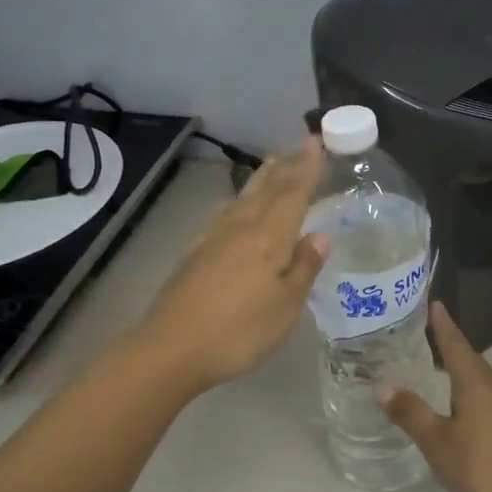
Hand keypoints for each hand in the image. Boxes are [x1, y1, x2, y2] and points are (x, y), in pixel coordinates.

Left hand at [137, 139, 327, 393]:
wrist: (172, 349)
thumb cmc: (240, 331)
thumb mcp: (286, 306)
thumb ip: (303, 268)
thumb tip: (320, 236)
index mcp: (268, 238)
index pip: (293, 194)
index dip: (306, 168)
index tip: (316, 142)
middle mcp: (240, 229)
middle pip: (266, 190)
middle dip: (286, 167)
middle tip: (299, 145)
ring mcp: (213, 240)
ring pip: (242, 199)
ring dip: (260, 179)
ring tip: (271, 164)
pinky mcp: (195, 255)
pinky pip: (222, 215)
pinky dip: (235, 202)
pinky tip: (231, 207)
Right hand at [380, 302, 491, 491]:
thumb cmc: (484, 468)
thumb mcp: (438, 443)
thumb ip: (411, 413)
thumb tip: (383, 387)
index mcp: (476, 381)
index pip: (455, 343)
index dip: (442, 324)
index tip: (435, 303)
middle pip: (470, 360)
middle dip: (449, 351)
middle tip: (425, 344)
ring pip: (483, 381)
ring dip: (462, 376)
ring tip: (441, 379)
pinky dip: (475, 396)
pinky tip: (466, 414)